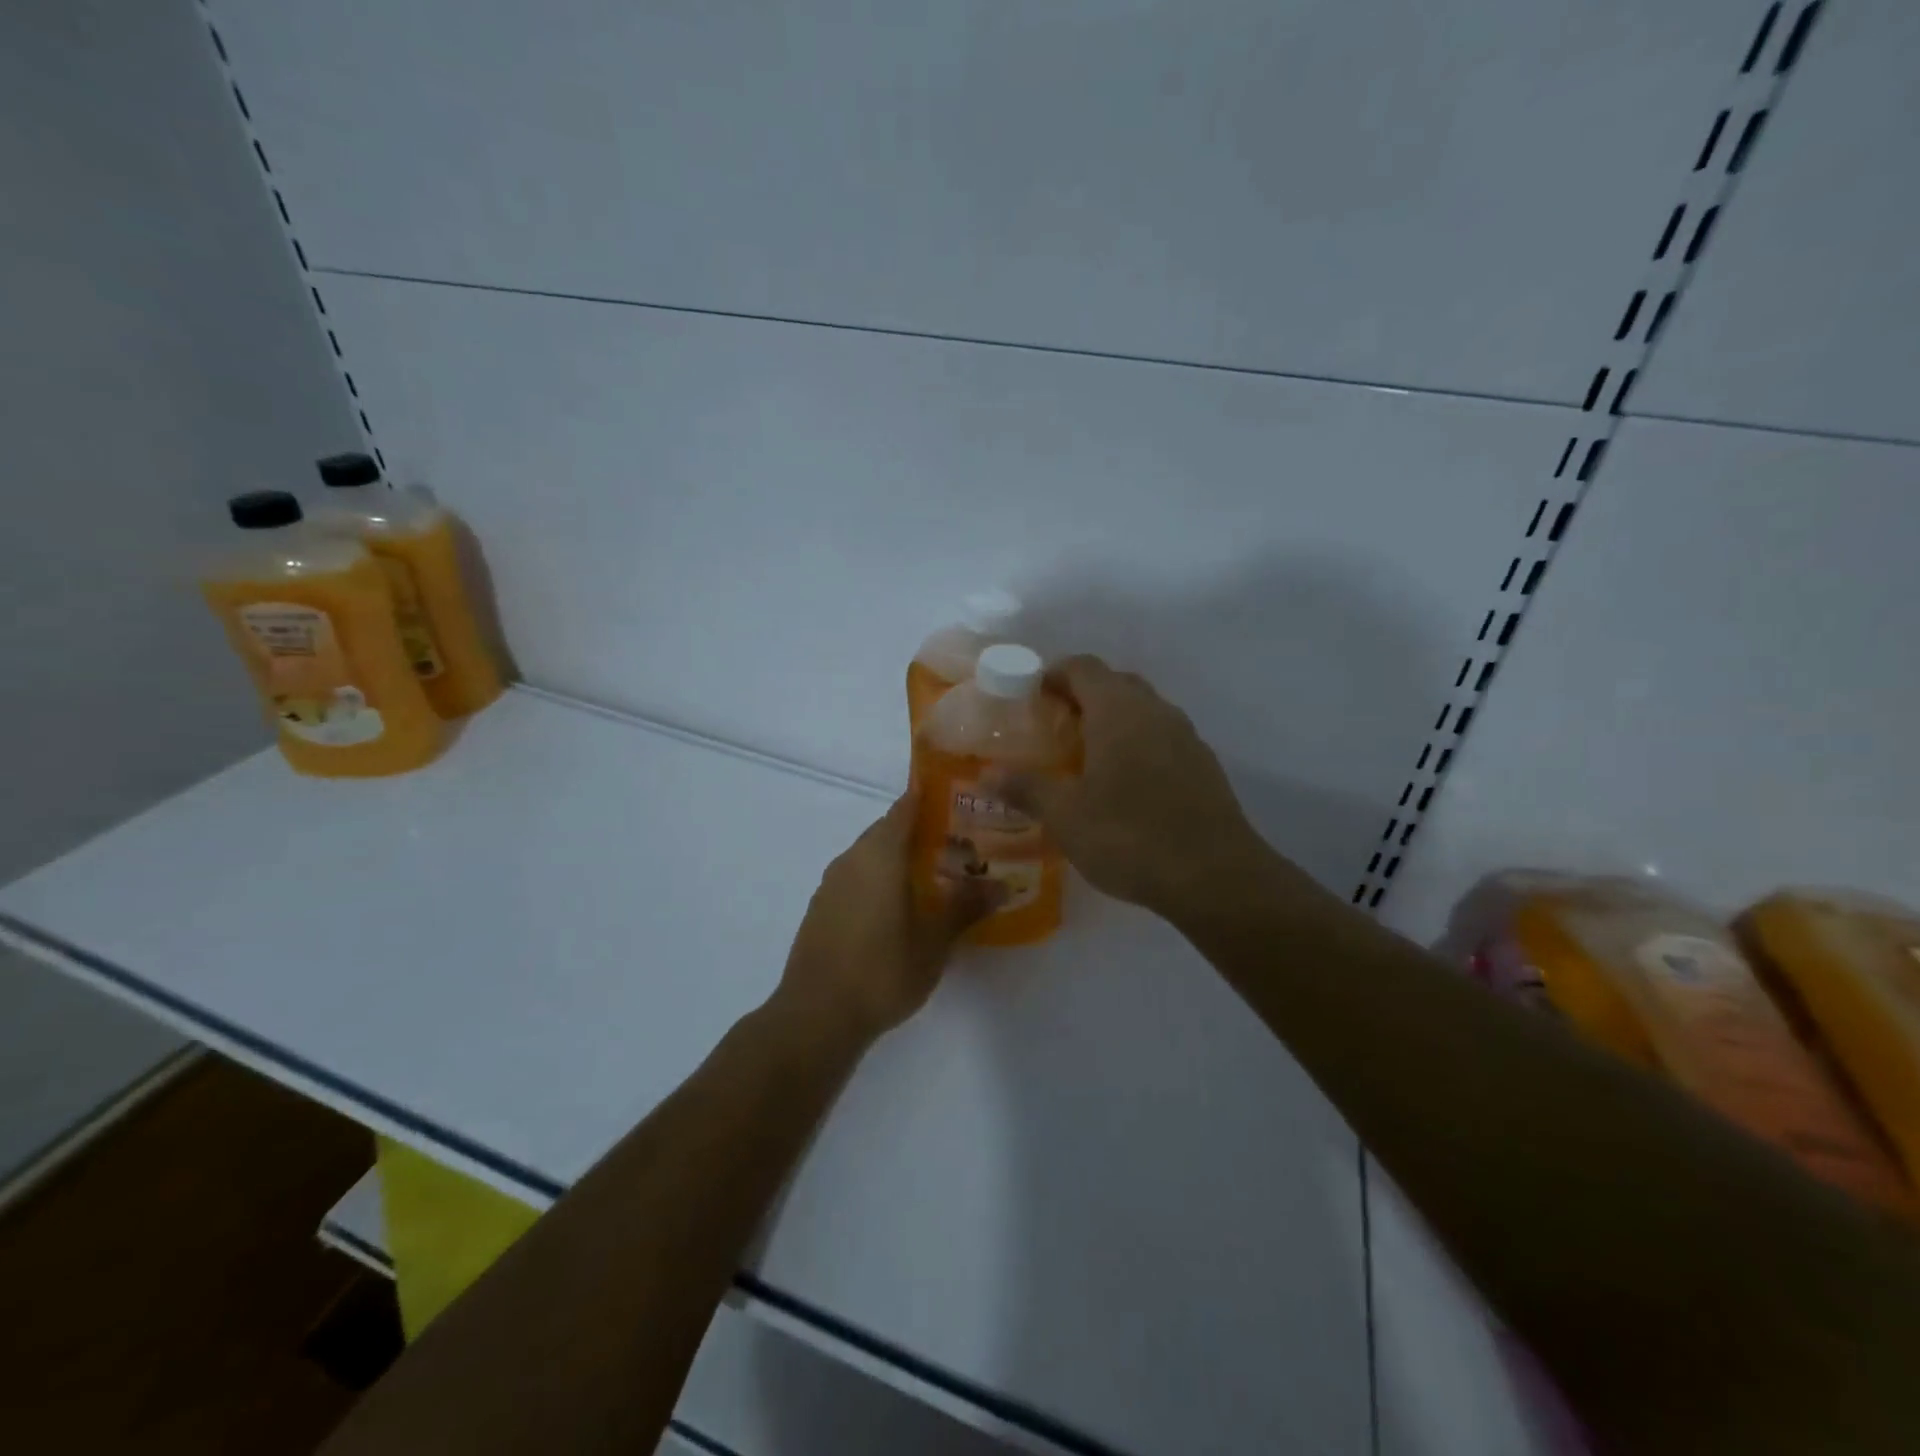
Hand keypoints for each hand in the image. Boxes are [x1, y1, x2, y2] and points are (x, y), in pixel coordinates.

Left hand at [775, 796, 998, 1044]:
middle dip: (921, 833)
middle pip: (888, 830)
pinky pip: (856, 879)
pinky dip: (879, 881)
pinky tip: (899, 908)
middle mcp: (851, 859)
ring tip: (935, 877)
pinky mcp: (821, 909)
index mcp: (879, 855)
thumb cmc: (882, 970)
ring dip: (899, 859)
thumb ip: (966, 907)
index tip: (960, 800)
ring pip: (870, 856)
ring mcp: (831, 885)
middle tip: (960, 845)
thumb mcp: (934, 941)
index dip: (931, 798)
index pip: (906, 807)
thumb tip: (1002, 885)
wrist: (816, 1016)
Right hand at [995, 655, 1273, 922]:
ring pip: (1142, 709)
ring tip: (1087, 756)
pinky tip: (1126, 785)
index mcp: (1118, 710)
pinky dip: (1138, 744)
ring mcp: (1186, 736)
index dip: (1053, 674)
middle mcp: (1155, 710)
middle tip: (1055, 728)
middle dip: (1082, 696)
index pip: (1082, 667)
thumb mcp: (1065, 817)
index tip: (1031, 698)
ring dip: (1113, 720)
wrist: (1215, 876)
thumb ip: (1025, 788)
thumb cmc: (1130, 836)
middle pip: (1114, 683)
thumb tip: (987, 775)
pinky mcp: (1204, 764)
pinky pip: (1162, 737)